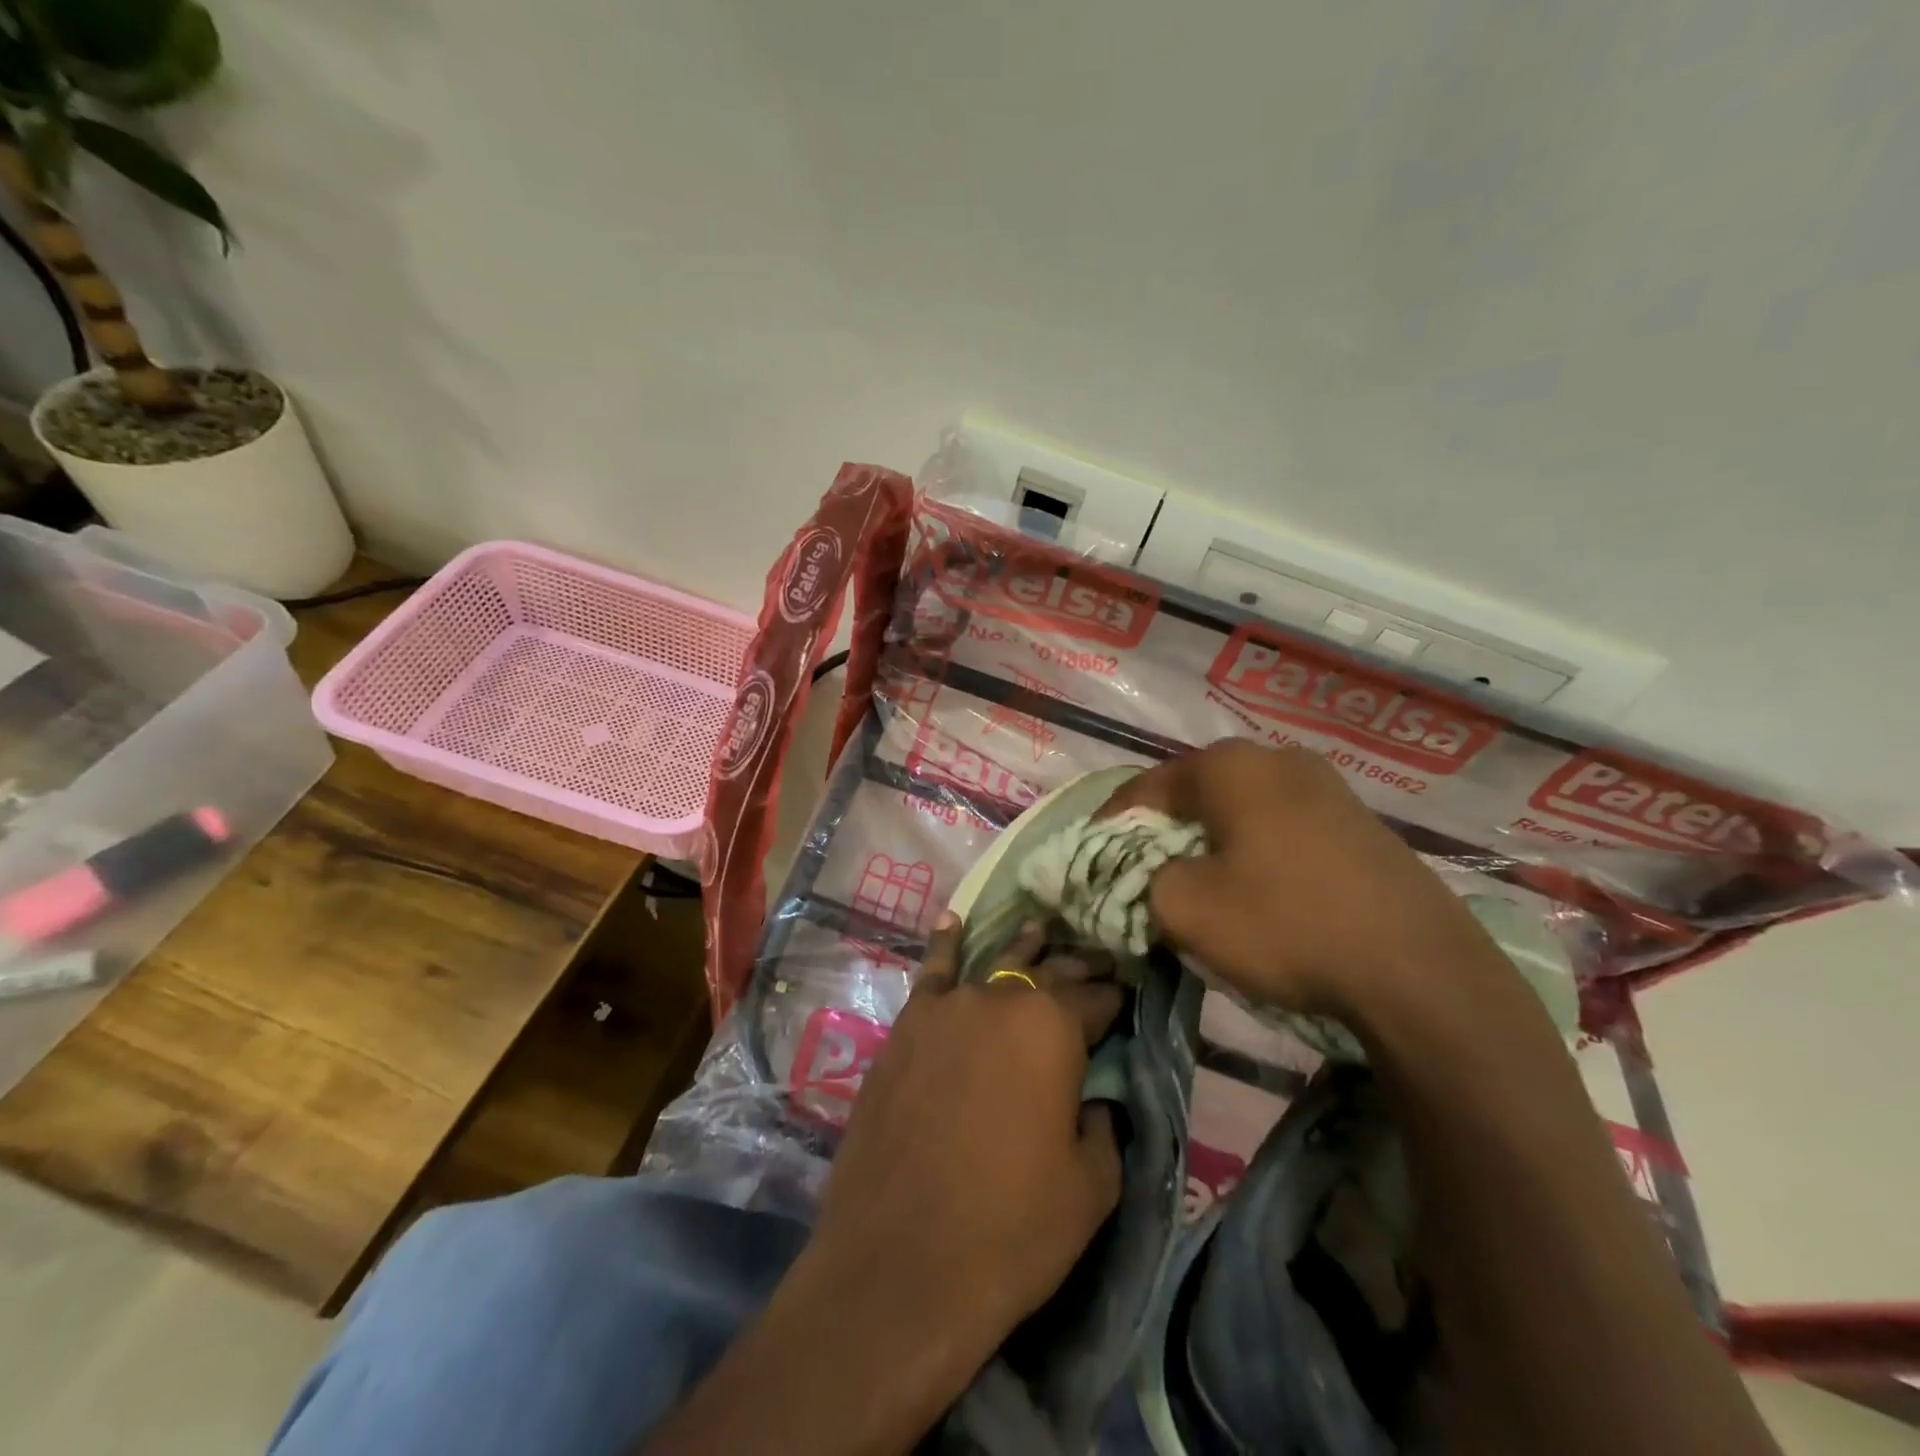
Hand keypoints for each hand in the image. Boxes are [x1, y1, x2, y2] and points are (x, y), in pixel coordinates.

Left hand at [800, 916, 1124, 1365]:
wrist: (900, 1261)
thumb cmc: (1010, 1228)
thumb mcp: (1091, 1186)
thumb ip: (1102, 1124)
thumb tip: (1095, 1097)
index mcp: (1053, 1028)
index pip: (1095, 999)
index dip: (1113, 1000)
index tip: (1125, 997)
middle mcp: (1000, 1000)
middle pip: (1047, 973)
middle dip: (1075, 969)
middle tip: (1095, 962)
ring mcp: (947, 1008)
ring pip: (994, 964)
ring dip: (1022, 950)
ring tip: (1040, 930)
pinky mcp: (905, 1027)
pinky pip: (931, 973)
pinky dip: (945, 944)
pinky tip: (952, 922)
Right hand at [1104, 740, 1505, 1019]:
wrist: (1420, 974)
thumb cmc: (1285, 925)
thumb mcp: (1184, 908)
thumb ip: (1141, 878)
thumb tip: (1148, 873)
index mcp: (1230, 766)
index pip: (1146, 785)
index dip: (1111, 821)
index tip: (1091, 853)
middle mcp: (1279, 759)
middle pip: (1195, 792)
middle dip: (1161, 829)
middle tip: (1141, 868)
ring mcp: (1329, 788)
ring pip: (1242, 809)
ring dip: (1209, 840)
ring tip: (1195, 879)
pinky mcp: (1362, 824)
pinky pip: (1283, 828)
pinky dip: (1253, 851)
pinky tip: (1256, 889)